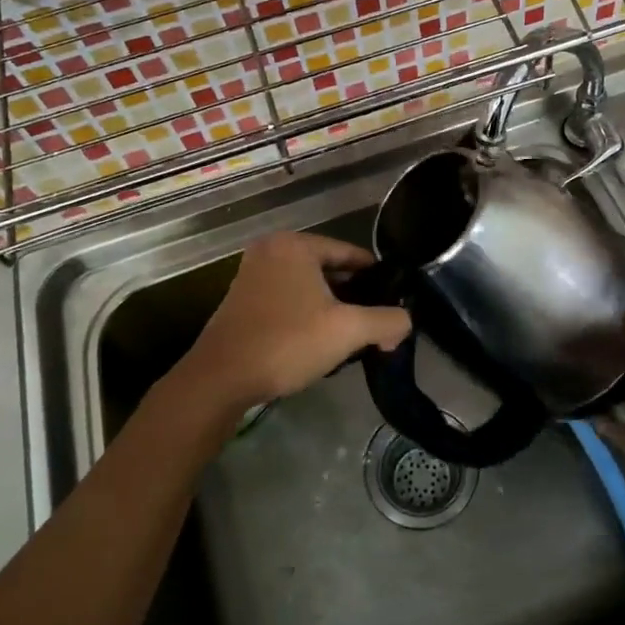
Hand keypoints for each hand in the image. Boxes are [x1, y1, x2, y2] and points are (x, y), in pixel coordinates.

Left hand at [170, 232, 410, 422]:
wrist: (220, 380)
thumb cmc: (287, 342)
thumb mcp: (348, 330)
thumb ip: (387, 321)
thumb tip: (405, 323)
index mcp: (295, 245)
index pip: (351, 253)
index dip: (377, 278)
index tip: (394, 302)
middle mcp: (271, 250)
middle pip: (329, 269)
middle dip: (354, 296)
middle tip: (375, 324)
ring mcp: (251, 275)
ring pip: (308, 287)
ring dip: (330, 309)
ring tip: (351, 337)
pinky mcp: (241, 300)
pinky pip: (287, 299)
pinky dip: (306, 315)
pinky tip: (318, 343)